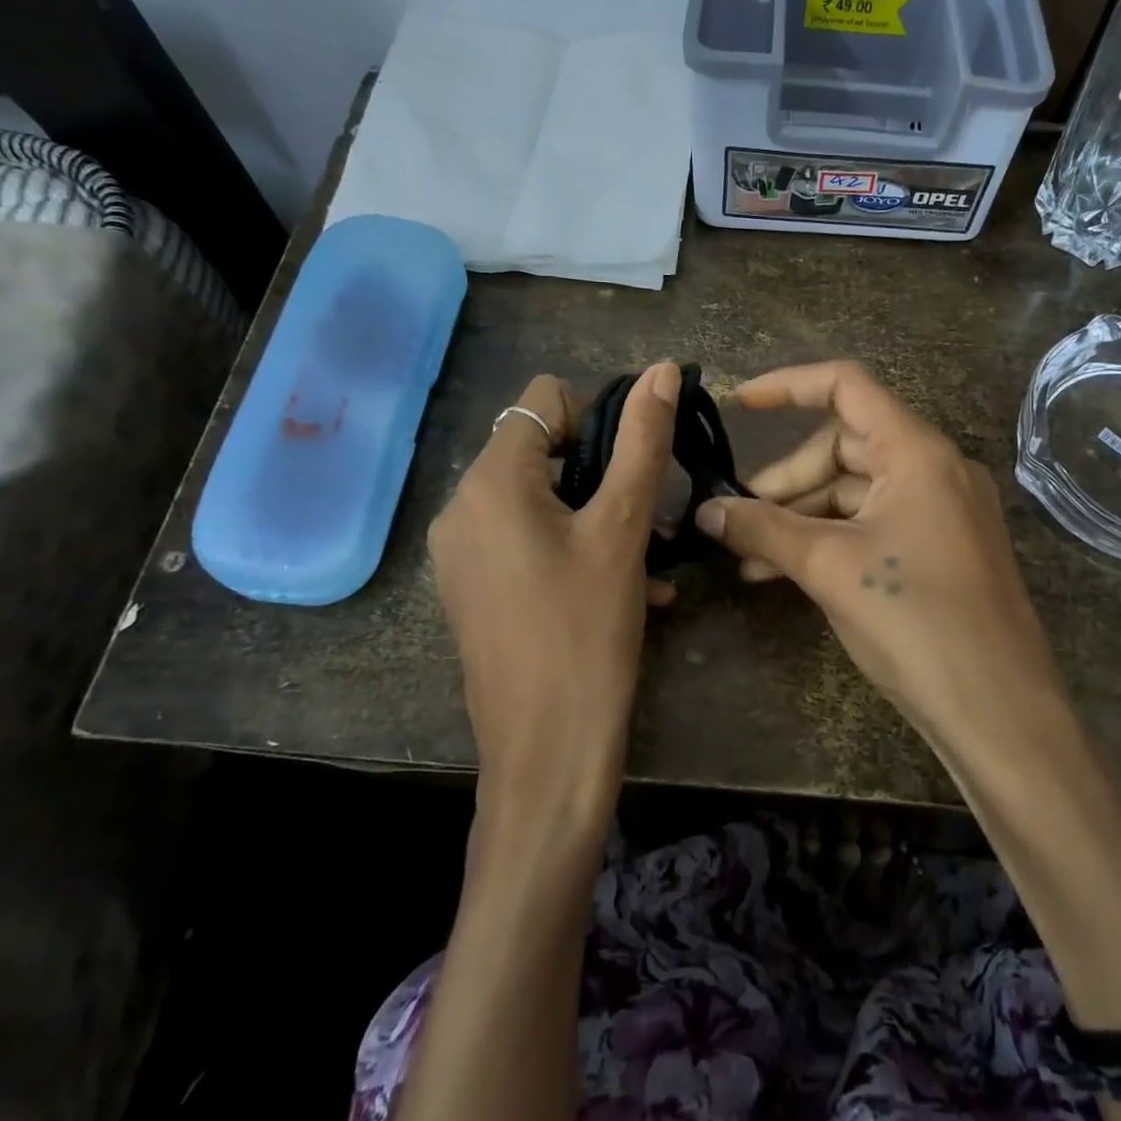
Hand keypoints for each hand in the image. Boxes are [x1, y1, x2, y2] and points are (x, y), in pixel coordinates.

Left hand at [429, 363, 680, 827]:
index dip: (597, 419)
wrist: (547, 753)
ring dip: (598, 516)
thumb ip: (642, 442)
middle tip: (648, 520)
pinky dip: (573, 549)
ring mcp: (461, 553)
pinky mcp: (473, 590)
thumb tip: (660, 368)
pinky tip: (621, 589)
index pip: (543, 400)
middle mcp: (460, 508)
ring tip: (647, 561)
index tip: (633, 470)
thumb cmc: (587, 632)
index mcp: (489, 482)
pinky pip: (527, 542)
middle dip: (603, 474)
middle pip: (541, 450)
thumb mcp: (622, 529)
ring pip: (540, 501)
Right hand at [694, 361, 1061, 740]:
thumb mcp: (829, 567)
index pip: (846, 386)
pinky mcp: (940, 548)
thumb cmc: (914, 620)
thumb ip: (763, 529)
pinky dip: (829, 539)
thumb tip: (706, 510)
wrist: (998, 711)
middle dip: (787, 479)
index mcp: (916, 451)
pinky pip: (873, 524)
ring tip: (751, 557)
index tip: (738, 405)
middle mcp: (933, 468)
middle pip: (845, 445)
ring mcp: (941, 510)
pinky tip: (784, 573)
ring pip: (854, 491)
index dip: (787, 386)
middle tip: (739, 517)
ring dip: (800, 517)